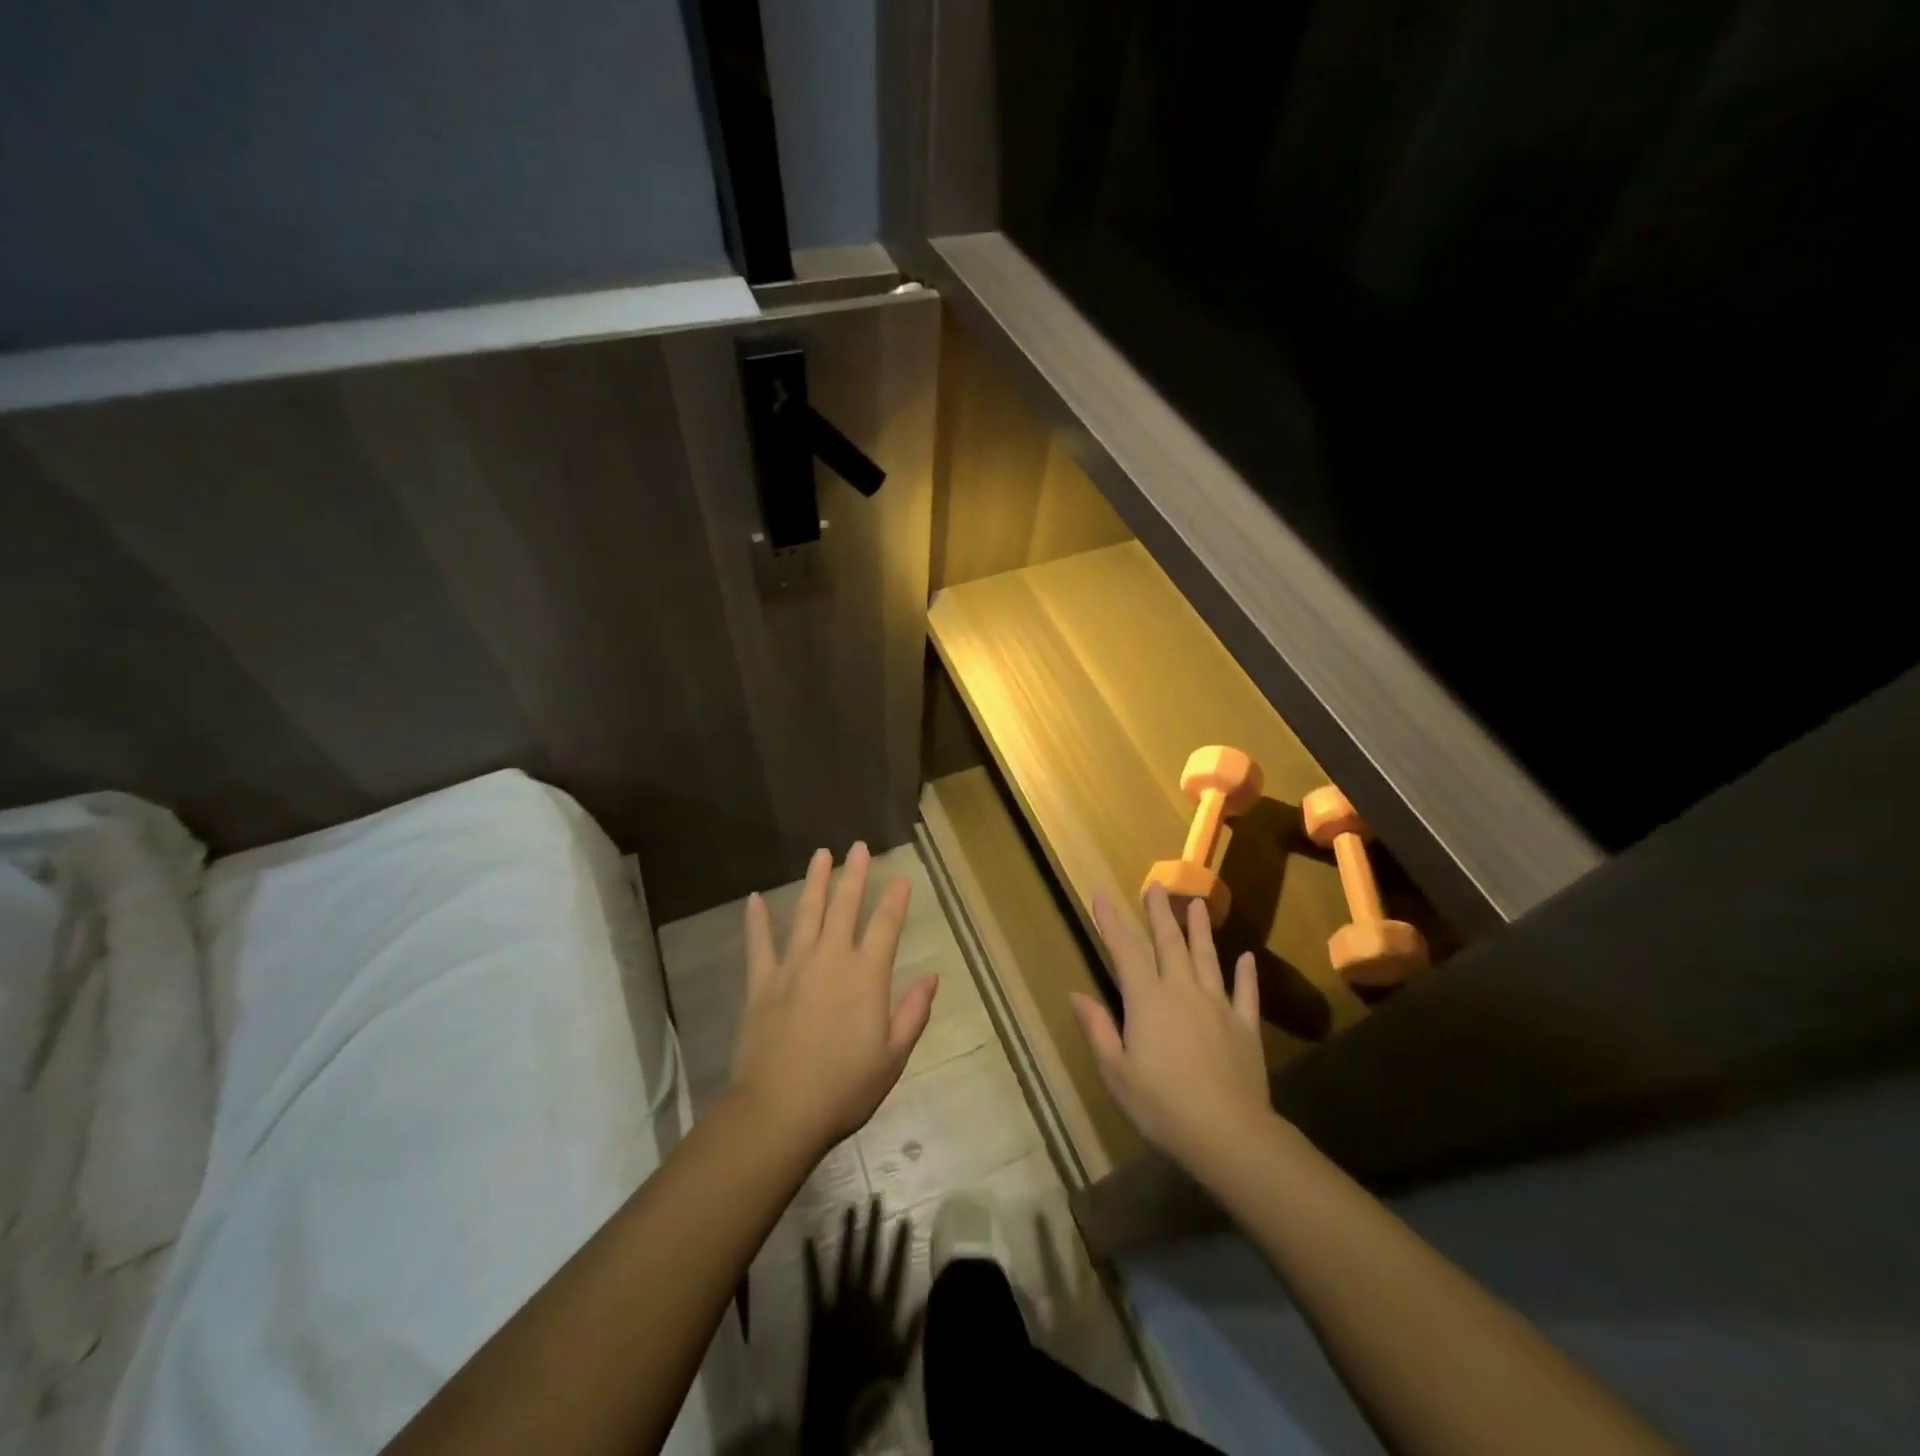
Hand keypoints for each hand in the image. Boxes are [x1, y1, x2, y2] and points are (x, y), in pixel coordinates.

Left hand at [730, 843, 937, 1154]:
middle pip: (845, 908)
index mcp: (866, 977)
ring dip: (814, 883)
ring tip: (820, 855)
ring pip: (806, 915)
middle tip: (858, 847)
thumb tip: (931, 976)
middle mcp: (831, 960)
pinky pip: (759, 945)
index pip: (885, 926)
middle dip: (854, 875)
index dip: (895, 900)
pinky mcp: (762, 984)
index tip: (901, 878)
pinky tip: (755, 899)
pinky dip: (757, 921)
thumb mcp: (893, 1057)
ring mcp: (793, 968)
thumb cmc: (844, 1088)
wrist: (780, 1112)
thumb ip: (913, 1013)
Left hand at [799, 1198, 921, 1455]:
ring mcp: (837, 1305)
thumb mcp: (900, 1364)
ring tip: (850, 1209)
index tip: (903, 1217)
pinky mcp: (817, 1315)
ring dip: (847, 1235)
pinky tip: (809, 1239)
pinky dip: (812, 1262)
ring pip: (844, 1262)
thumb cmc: (871, 1390)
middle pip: (869, 1257)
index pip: (894, 1269)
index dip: (899, 1243)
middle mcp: (860, 1301)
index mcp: (882, 1312)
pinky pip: (814, 1284)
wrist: (834, 1416)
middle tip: (875, 1199)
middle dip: (873, 1227)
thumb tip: (926, 1295)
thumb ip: (912, 1329)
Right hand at [1070, 886, 1275, 1179]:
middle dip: (1160, 913)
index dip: (1111, 922)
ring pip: (1207, 958)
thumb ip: (1097, 1029)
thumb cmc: (1162, 1105)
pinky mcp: (1245, 1027)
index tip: (1102, 896)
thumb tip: (1076, 994)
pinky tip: (1247, 958)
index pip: (1125, 951)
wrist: (1228, 1135)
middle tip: (1156, 886)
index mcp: (1147, 1001)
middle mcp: (1182, 991)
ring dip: (1200, 929)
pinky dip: (1246, 974)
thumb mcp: (1116, 1072)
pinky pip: (1245, 993)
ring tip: (1198, 904)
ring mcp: (1218, 1006)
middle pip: (1169, 943)